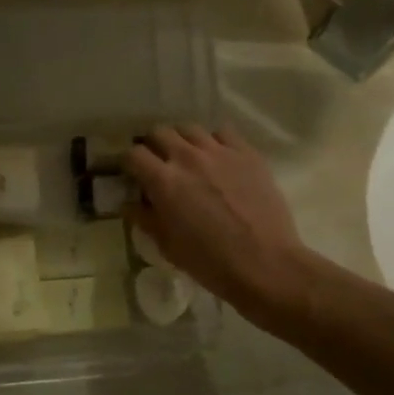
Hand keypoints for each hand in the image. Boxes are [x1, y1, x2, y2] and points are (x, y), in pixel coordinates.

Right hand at [125, 125, 306, 313]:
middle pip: (159, 132)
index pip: (134, 154)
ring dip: (182, 141)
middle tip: (158, 164)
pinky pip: (223, 133)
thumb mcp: (168, 246)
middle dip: (153, 146)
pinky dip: (214, 141)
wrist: (265, 264)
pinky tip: (217, 158)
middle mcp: (188, 158)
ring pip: (190, 129)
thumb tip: (130, 204)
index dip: (128, 162)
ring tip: (187, 158)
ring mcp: (220, 152)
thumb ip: (145, 219)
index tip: (131, 173)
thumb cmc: (210, 262)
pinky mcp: (247, 153)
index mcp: (164, 181)